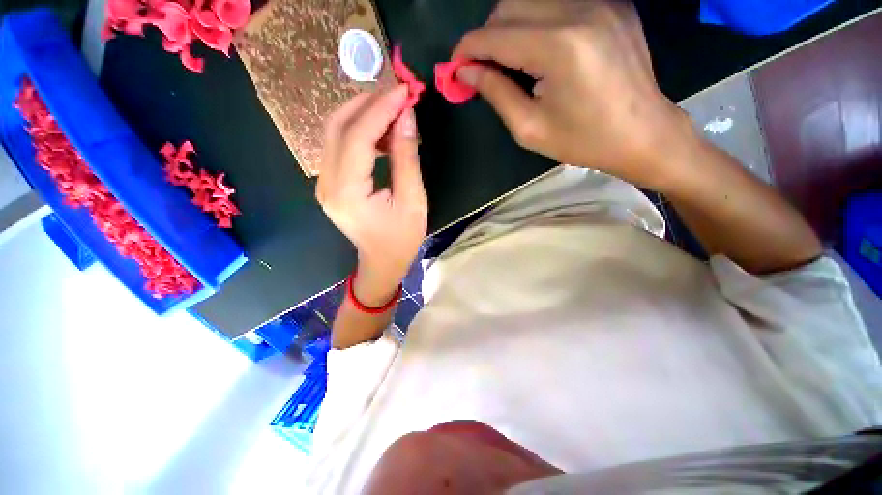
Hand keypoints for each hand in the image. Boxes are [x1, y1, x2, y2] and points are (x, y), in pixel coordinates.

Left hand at [317, 86, 427, 304]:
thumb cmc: (402, 239)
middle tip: (398, 95)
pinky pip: (339, 145)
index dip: (381, 108)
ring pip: (335, 131)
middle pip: (337, 125)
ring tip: (393, 111)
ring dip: (363, 113)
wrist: (381, 262)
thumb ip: (407, 157)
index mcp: (348, 192)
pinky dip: (359, 130)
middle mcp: (327, 183)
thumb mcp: (413, 200)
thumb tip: (406, 116)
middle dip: (369, 103)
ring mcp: (323, 182)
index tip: (404, 90)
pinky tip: (381, 132)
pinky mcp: (329, 182)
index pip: (358, 136)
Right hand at [453, 0, 691, 189]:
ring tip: (507, 61)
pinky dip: (537, 22)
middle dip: (486, 36)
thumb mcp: (530, 128)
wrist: (642, 133)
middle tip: (480, 68)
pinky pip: (559, 3)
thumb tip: (465, 73)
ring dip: (509, 27)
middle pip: (509, 5)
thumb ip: (496, 93)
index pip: (495, 35)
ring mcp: (601, 1)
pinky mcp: (613, 3)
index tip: (454, 69)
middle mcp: (579, 10)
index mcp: (558, 48)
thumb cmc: (583, 141)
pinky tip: (538, 51)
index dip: (466, 50)